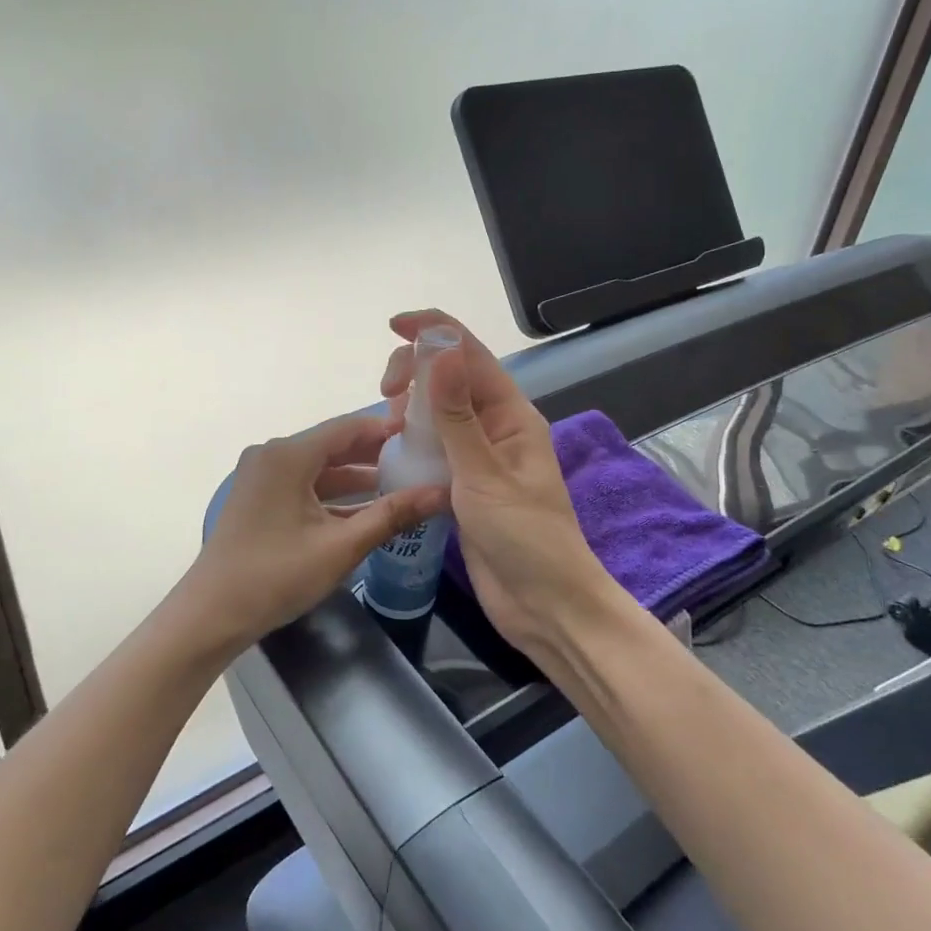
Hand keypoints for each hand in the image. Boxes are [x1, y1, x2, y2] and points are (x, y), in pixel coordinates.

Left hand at [177, 411, 448, 659]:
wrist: (211, 615)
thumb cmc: (275, 576)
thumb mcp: (340, 547)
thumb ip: (392, 515)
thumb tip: (441, 493)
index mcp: (288, 455)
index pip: (347, 427)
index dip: (387, 428)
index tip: (425, 432)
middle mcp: (272, 456)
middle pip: (333, 445)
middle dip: (375, 454)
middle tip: (420, 459)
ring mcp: (262, 477)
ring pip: (319, 468)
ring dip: (356, 477)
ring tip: (402, 483)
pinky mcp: (259, 498)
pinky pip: (304, 485)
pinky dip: (333, 495)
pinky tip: (366, 509)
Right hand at [381, 311, 624, 654]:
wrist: (544, 605)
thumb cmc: (525, 538)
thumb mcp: (485, 475)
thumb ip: (458, 415)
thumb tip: (441, 350)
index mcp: (511, 415)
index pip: (472, 356)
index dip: (435, 332)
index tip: (394, 326)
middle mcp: (496, 428)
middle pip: (452, 379)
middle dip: (417, 372)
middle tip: (385, 395)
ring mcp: (480, 458)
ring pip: (439, 414)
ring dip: (412, 408)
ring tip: (386, 426)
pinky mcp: (465, 487)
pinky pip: (435, 449)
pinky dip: (413, 442)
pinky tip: (392, 451)